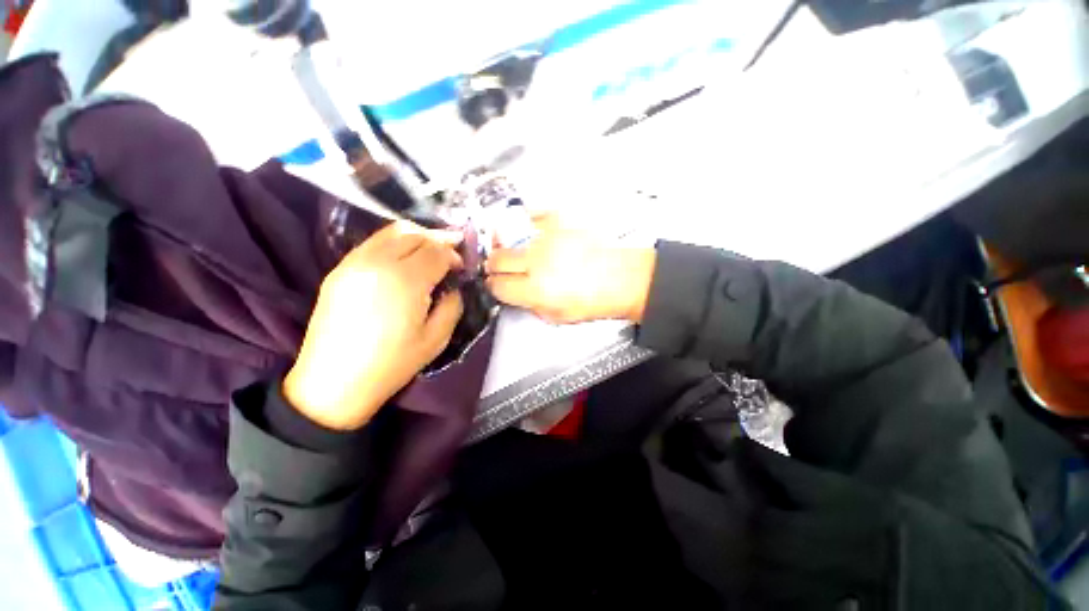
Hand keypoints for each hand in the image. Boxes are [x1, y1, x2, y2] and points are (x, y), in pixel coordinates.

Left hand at [284, 222, 464, 429]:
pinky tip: (403, 261)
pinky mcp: (339, 269)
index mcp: (405, 281)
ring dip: (417, 237)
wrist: (333, 382)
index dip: (454, 256)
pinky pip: (373, 243)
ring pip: (391, 232)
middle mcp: (377, 262)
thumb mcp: (436, 339)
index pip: (436, 251)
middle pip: (414, 233)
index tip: (460, 269)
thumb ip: (452, 306)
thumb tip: (453, 288)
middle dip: (438, 239)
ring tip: (429, 252)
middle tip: (451, 252)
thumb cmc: (391, 364)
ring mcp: (354, 262)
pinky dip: (395, 244)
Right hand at [486, 216, 655, 323]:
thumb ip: (530, 305)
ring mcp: (547, 237)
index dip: (494, 286)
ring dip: (506, 246)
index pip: (498, 285)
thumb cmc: (596, 300)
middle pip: (497, 259)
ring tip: (514, 251)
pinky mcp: (559, 220)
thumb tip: (516, 294)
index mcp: (536, 289)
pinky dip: (526, 224)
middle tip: (500, 268)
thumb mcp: (558, 316)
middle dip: (494, 266)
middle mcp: (537, 261)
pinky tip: (531, 233)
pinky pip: (531, 216)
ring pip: (508, 237)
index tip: (496, 284)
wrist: (622, 277)